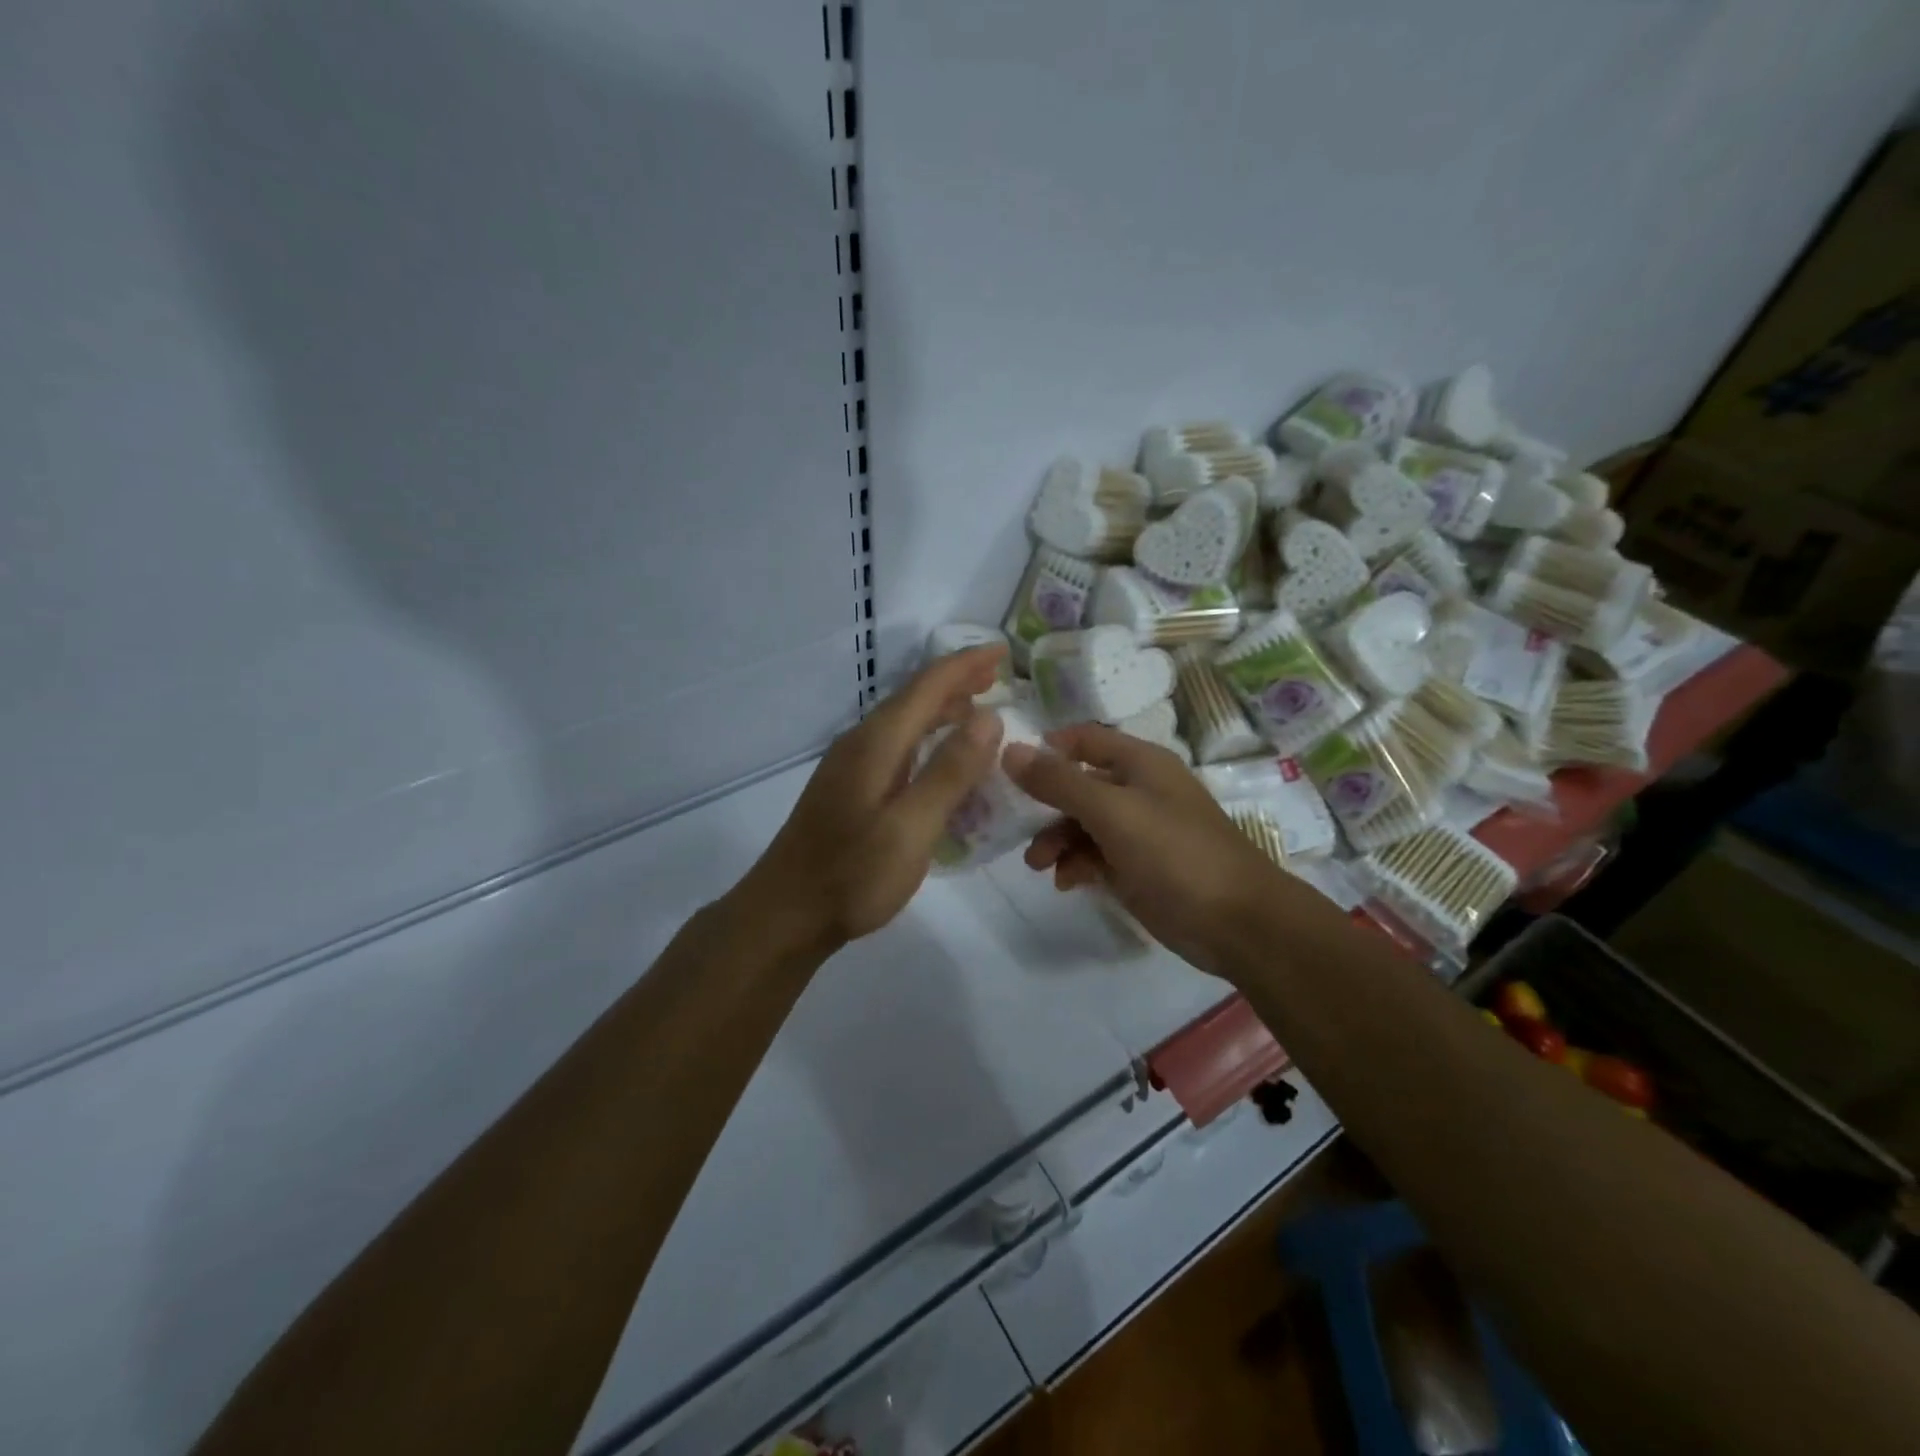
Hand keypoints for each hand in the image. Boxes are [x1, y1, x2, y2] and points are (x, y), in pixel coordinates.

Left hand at [735, 646, 1006, 953]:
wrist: (786, 913)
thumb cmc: (852, 874)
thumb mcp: (911, 828)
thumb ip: (949, 772)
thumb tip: (988, 717)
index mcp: (877, 743)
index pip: (928, 687)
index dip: (966, 665)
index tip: (1003, 651)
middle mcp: (861, 744)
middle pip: (914, 698)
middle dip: (956, 681)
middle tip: (997, 675)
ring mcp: (851, 766)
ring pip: (903, 722)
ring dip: (941, 708)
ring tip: (977, 708)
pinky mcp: (849, 789)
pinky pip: (896, 745)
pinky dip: (926, 737)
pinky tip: (939, 758)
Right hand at [1003, 724, 1281, 975]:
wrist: (1237, 922)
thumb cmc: (1175, 853)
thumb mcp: (1111, 812)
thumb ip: (1058, 782)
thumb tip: (1009, 750)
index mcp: (1140, 763)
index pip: (1084, 740)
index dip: (1048, 748)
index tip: (1010, 769)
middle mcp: (1138, 790)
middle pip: (1078, 784)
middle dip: (1046, 806)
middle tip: (1016, 829)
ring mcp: (1139, 831)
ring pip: (1083, 824)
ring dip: (1057, 840)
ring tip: (1039, 865)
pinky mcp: (1138, 868)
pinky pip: (1096, 856)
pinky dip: (1076, 865)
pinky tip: (1066, 882)